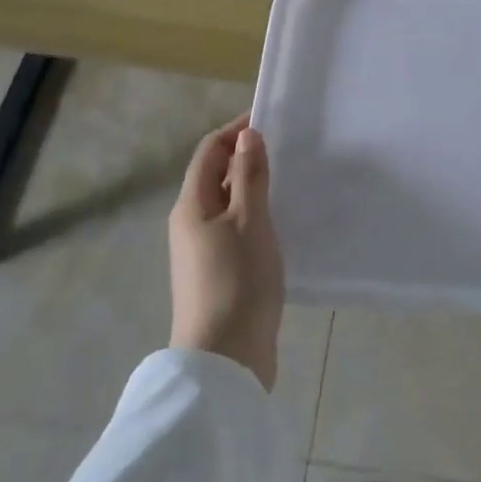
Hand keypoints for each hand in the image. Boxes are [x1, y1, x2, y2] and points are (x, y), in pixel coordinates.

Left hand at [168, 114, 284, 390]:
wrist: (225, 361)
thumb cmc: (237, 281)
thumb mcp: (249, 220)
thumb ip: (249, 175)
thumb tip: (246, 135)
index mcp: (191, 205)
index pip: (209, 151)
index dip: (235, 131)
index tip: (270, 120)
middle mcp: (190, 224)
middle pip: (215, 176)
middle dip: (246, 157)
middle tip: (287, 149)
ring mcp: (203, 252)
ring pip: (228, 205)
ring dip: (253, 187)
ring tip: (289, 180)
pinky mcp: (218, 275)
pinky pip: (235, 230)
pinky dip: (255, 216)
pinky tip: (281, 222)